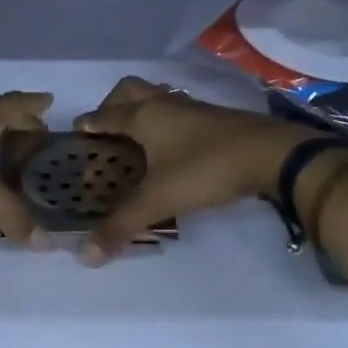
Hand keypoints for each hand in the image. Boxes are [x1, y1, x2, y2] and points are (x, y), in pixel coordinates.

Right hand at [72, 76, 347, 263]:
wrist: (271, 154)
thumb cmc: (205, 168)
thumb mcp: (159, 199)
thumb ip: (122, 225)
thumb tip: (85, 256)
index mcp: (143, 116)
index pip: (104, 115)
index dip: (88, 124)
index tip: (76, 133)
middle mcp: (163, 103)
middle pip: (129, 91)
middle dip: (112, 106)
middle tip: (107, 131)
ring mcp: (192, 107)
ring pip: (156, 97)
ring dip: (141, 110)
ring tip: (136, 138)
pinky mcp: (214, 117)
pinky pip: (178, 110)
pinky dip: (166, 121)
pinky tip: (172, 146)